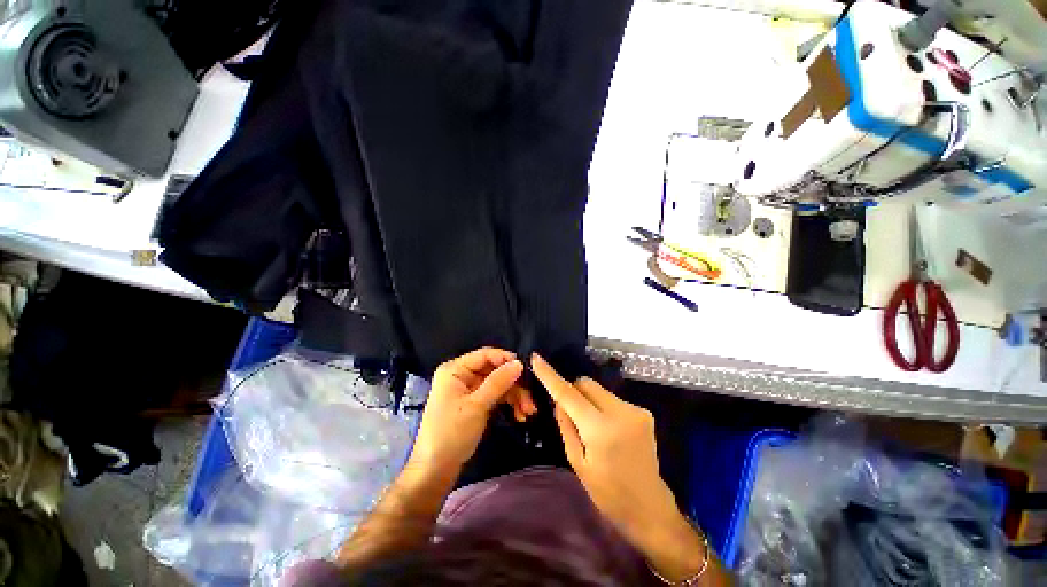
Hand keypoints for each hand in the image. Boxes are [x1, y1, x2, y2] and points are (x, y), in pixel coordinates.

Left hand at [409, 348, 524, 473]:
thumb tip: (519, 363)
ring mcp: (468, 390)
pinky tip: (519, 415)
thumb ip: (498, 382)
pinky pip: (494, 396)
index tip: (526, 369)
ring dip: (514, 396)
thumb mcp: (477, 405)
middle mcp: (461, 375)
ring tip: (528, 412)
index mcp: (455, 369)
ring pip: (497, 384)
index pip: (485, 355)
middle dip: (513, 384)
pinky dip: (507, 403)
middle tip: (531, 399)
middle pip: (494, 371)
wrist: (435, 470)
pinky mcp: (474, 403)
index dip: (506, 359)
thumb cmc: (452, 433)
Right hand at [532, 354, 712, 582]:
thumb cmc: (608, 493)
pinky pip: (612, 399)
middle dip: (574, 392)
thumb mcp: (577, 463)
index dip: (550, 375)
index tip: (537, 358)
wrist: (649, 508)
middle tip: (572, 415)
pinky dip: (603, 408)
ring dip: (589, 401)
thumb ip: (566, 425)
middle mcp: (620, 412)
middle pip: (586, 383)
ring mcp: (635, 410)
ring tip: (593, 428)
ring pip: (599, 390)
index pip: (569, 394)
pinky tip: (610, 430)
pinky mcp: (644, 412)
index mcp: (600, 429)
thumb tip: (559, 400)